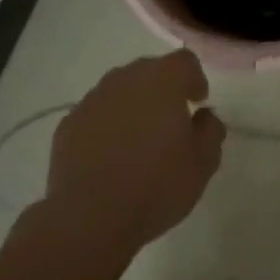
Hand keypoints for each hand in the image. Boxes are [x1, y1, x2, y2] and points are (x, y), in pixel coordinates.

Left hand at [41, 50, 224, 257]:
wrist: (90, 218)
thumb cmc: (156, 186)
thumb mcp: (203, 163)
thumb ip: (211, 130)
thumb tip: (203, 116)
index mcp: (162, 80)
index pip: (184, 61)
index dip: (195, 79)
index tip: (197, 104)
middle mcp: (125, 79)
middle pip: (149, 71)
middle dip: (163, 90)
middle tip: (170, 122)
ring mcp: (92, 100)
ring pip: (120, 91)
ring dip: (133, 106)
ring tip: (138, 141)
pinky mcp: (68, 124)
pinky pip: (96, 115)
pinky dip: (107, 126)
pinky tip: (110, 157)